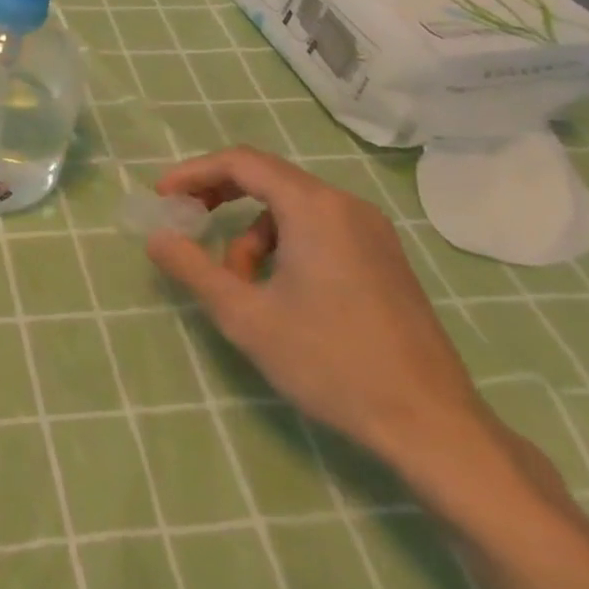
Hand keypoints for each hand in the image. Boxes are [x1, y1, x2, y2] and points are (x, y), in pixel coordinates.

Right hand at [146, 146, 499, 482]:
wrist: (431, 425)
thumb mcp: (245, 316)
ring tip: (236, 281)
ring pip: (291, 207)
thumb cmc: (330, 362)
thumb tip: (156, 237)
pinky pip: (318, 228)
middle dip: (219, 195)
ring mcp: (371, 232)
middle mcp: (346, 206)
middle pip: (267, 177)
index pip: (241, 162)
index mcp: (314, 208)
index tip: (162, 196)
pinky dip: (282, 243)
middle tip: (185, 220)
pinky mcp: (383, 258)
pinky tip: (277, 291)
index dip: (194, 173)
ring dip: (250, 231)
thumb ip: (192, 268)